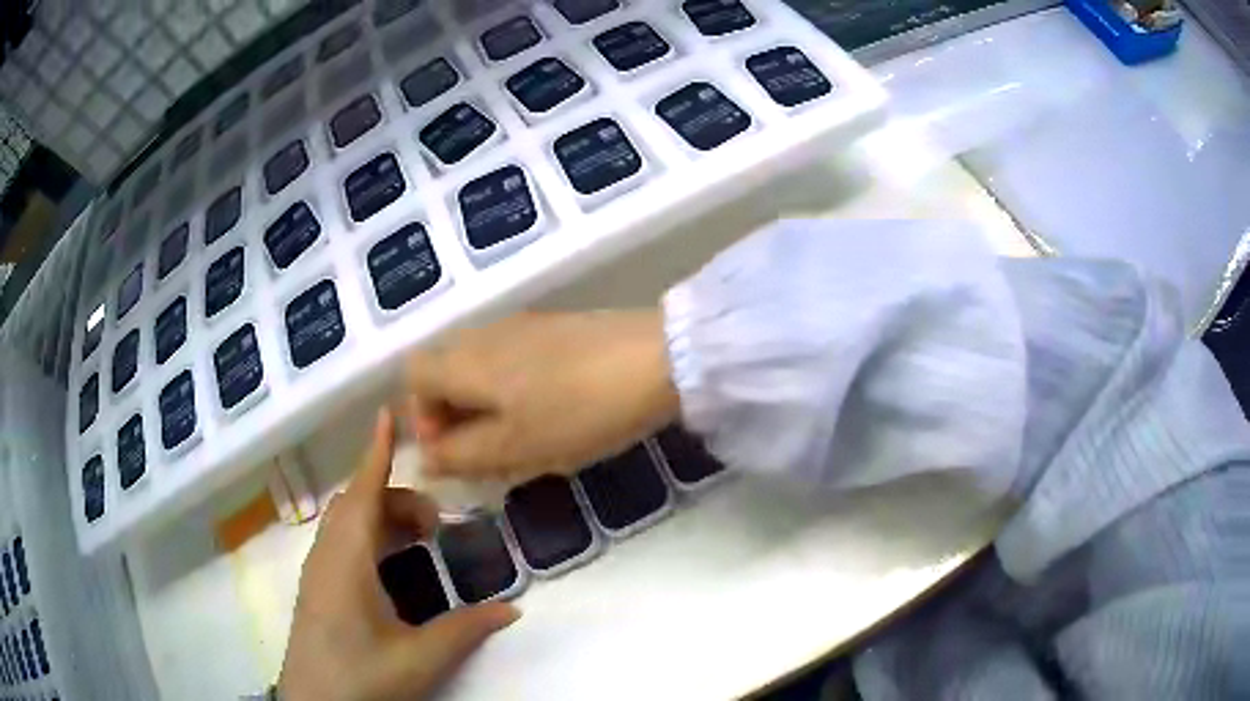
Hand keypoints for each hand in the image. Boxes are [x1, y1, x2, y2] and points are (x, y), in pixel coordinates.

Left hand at [279, 409, 518, 700]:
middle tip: (435, 524)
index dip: (376, 453)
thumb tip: (513, 608)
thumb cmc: (362, 677)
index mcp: (347, 561)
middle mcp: (326, 556)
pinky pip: (339, 541)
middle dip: (394, 497)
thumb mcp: (419, 658)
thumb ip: (465, 630)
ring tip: (418, 541)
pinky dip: (366, 535)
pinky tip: (389, 566)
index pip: (363, 493)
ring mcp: (316, 572)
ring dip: (379, 516)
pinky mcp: (315, 589)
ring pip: (345, 522)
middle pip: (356, 503)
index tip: (388, 415)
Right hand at [406, 311, 678, 480]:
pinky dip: (512, 389)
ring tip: (520, 437)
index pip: (413, 376)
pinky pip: (512, 360)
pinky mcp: (554, 328)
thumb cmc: (576, 411)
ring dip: (484, 405)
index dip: (421, 416)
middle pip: (444, 370)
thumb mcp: (513, 447)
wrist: (656, 360)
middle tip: (487, 450)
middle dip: (453, 414)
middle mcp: (483, 334)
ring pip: (479, 367)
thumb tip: (422, 458)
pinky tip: (549, 412)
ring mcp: (521, 326)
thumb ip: (459, 455)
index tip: (452, 450)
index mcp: (464, 359)